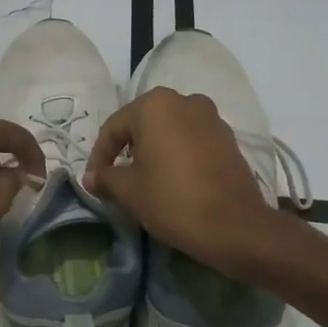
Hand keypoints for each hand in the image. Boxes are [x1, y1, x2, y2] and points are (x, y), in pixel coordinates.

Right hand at [82, 88, 276, 273]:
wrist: (235, 226)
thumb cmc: (172, 200)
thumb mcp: (129, 190)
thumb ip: (106, 177)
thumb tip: (92, 177)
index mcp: (155, 105)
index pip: (114, 127)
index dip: (99, 156)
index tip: (94, 181)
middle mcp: (184, 100)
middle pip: (143, 124)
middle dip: (127, 149)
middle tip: (116, 178)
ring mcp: (211, 117)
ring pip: (169, 130)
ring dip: (154, 150)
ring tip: (145, 179)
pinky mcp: (228, 137)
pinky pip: (192, 140)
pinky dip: (178, 154)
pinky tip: (173, 179)